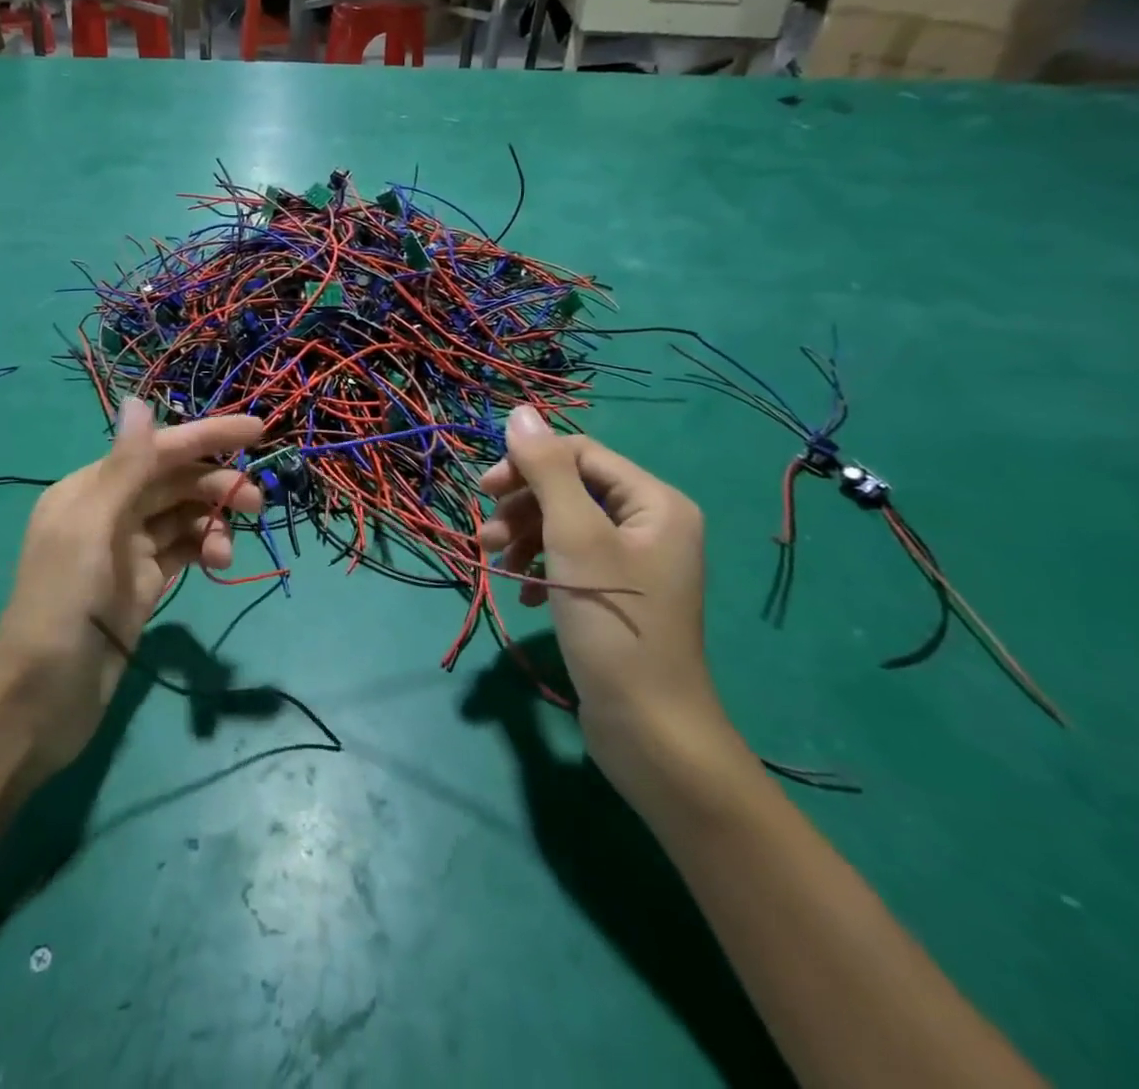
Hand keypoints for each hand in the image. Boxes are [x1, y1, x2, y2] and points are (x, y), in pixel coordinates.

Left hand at [0, 399, 262, 776]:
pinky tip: (217, 564)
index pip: (157, 449)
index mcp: (90, 489)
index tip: (257, 431)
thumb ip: (124, 468)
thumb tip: (139, 400)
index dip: (206, 436)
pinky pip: (183, 550)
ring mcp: (127, 550)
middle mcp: (109, 511)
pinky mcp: (143, 584)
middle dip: (216, 485)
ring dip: (212, 523)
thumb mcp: (92, 530)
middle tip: (256, 504)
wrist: (40, 700)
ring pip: (183, 517)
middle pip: (175, 481)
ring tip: (226, 553)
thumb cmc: (62, 606)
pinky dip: (204, 549)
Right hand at [478, 407, 727, 783]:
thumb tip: (520, 411)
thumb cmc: (614, 622)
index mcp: (654, 501)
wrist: (650, 729)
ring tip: (493, 562)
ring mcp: (636, 562)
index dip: (528, 463)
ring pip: (565, 525)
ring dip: (524, 537)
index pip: (579, 453)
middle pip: (570, 489)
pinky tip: (525, 594)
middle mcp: (651, 523)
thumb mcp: (574, 537)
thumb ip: (546, 471)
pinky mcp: (618, 594)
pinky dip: (541, 568)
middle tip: (484, 534)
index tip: (484, 490)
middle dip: (522, 506)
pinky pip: (571, 560)